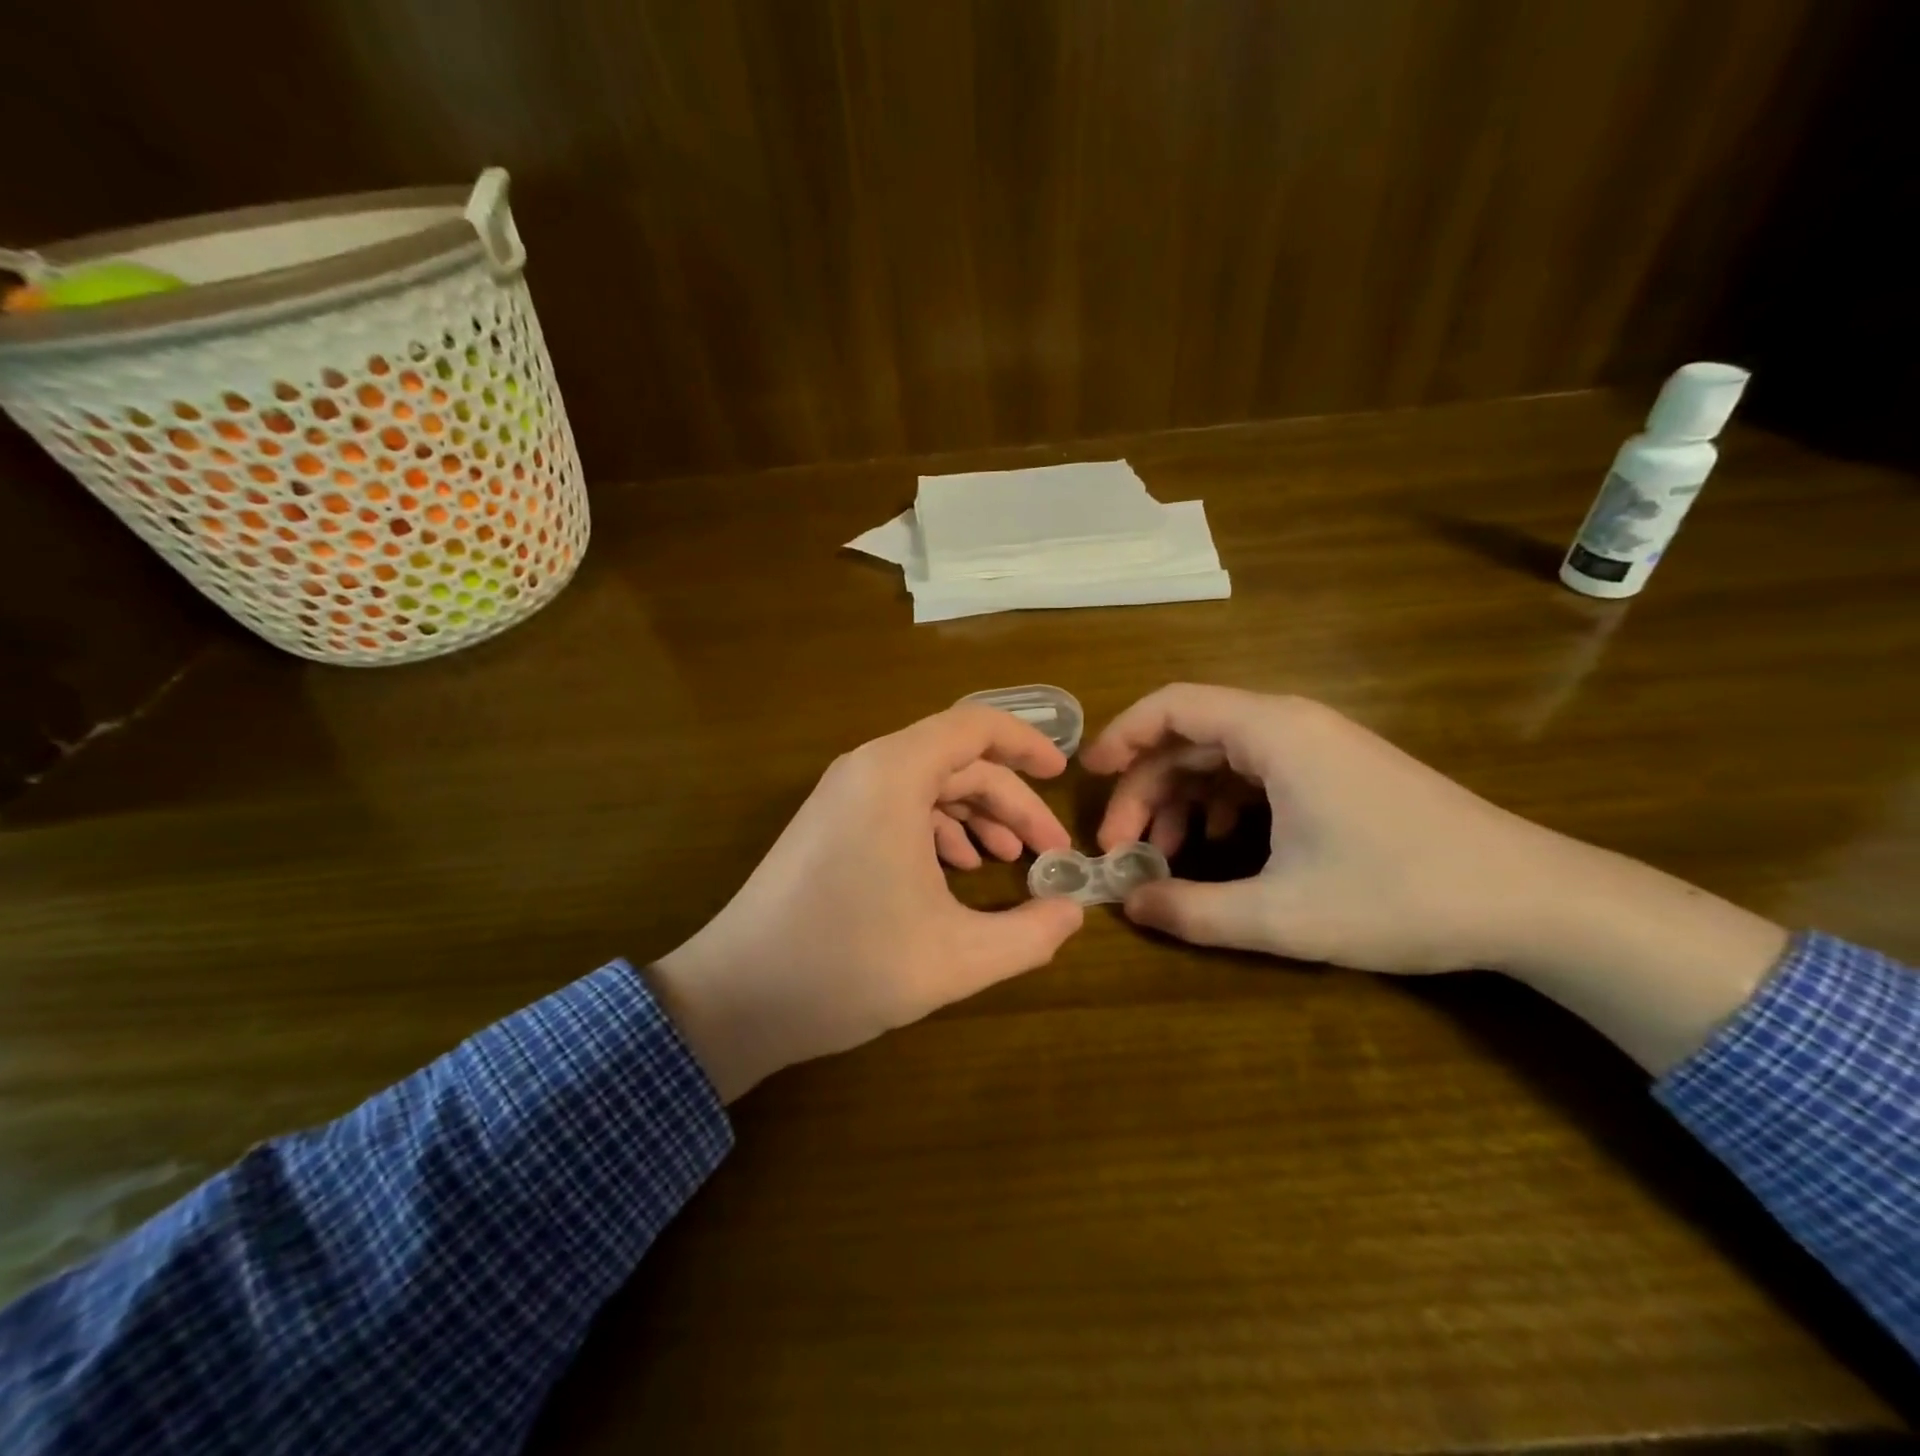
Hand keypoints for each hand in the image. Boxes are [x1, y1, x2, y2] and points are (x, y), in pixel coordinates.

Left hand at [646, 705, 1084, 1099]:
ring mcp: (841, 798)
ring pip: (927, 786)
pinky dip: (937, 831)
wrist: (735, 998)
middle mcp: (866, 770)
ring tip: (1009, 861)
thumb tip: (1073, 912)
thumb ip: (1030, 934)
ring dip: (975, 817)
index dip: (1027, 743)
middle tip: (1048, 851)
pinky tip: (956, 874)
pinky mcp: (828, 826)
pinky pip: (897, 807)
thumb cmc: (848, 966)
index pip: (975, 726)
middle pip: (957, 762)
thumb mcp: (956, 957)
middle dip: (1010, 802)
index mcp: (894, 775)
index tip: (1063, 776)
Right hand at [1082, 684, 1556, 973]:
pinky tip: (1217, 848)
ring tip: (1161, 856)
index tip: (1087, 777)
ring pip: (1220, 757)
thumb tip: (1129, 906)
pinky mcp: (1334, 772)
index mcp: (1274, 732)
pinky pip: (1254, 774)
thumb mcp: (1284, 914)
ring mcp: (1316, 747)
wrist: (1532, 899)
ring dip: (1180, 800)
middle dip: (1144, 788)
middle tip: (1121, 848)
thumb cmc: (1401, 894)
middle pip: (1189, 736)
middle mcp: (1290, 725)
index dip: (1120, 735)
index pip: (1172, 705)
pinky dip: (1219, 805)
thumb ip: (1194, 911)